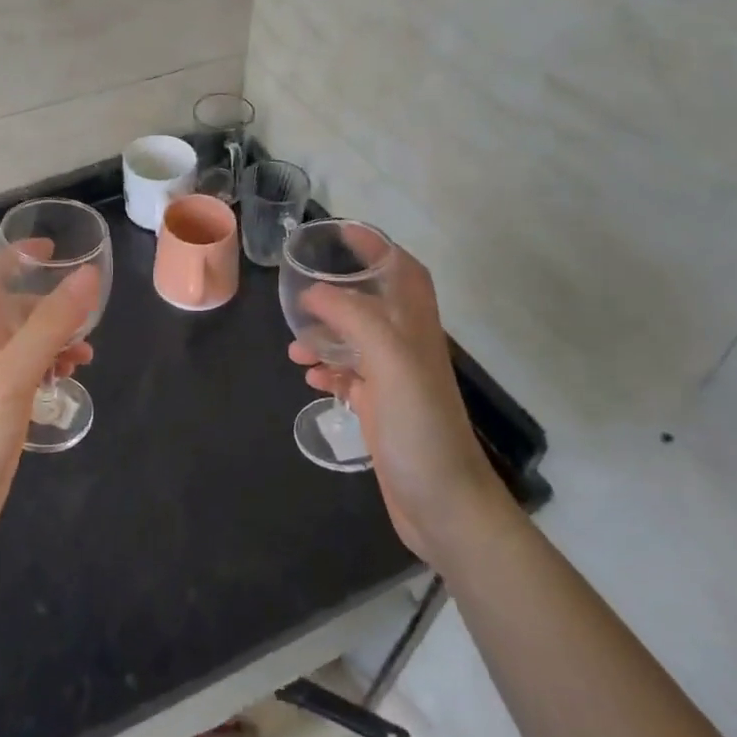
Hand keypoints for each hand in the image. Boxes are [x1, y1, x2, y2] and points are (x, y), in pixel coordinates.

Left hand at [0, 252, 99, 566]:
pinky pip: (28, 380)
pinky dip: (50, 372)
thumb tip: (87, 275)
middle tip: (87, 311)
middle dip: (49, 303)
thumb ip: (50, 325)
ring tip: (86, 354)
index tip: (52, 251)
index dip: (14, 256)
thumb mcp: (12, 375)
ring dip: (55, 339)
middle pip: (12, 309)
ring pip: (24, 346)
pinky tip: (67, 385)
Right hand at [289, 245, 507, 562]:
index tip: (341, 233)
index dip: (377, 247)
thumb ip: (353, 318)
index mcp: (414, 328)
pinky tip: (308, 376)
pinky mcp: (381, 410)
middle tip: (302, 290)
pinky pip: (349, 376)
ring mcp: (394, 380)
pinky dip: (327, 369)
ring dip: (325, 334)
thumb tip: (313, 294)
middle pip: (374, 303)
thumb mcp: (389, 361)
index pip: (402, 272)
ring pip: (356, 340)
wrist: (443, 503)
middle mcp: (406, 347)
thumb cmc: (419, 426)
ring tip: (294, 343)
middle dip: (339, 291)